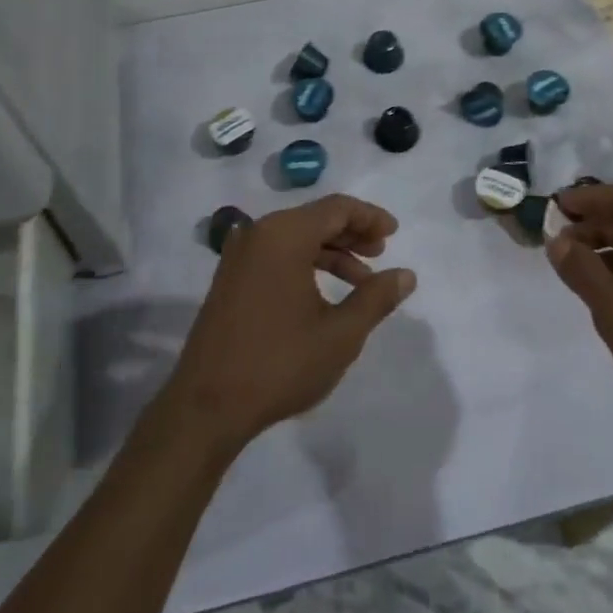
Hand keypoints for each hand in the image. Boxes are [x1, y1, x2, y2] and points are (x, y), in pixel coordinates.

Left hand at [161, 194, 416, 453]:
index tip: (394, 234)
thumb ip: (376, 298)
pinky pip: (276, 255)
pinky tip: (325, 292)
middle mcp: (258, 234)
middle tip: (381, 254)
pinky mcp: (230, 278)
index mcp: (284, 235)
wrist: (207, 405)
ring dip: (331, 251)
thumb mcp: (341, 333)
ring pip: (296, 237)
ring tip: (361, 280)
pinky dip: (306, 263)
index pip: (336, 208)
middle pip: (315, 218)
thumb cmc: (280, 363)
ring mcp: (239, 256)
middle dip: (352, 233)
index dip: (370, 217)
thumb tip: (406, 275)